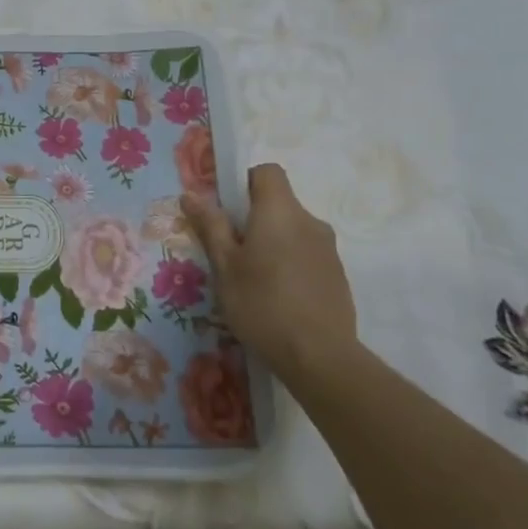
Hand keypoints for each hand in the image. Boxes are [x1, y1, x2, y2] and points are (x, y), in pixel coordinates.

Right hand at [182, 162, 355, 374]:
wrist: (320, 356)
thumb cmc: (262, 304)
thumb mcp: (225, 266)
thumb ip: (210, 226)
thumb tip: (191, 195)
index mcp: (279, 212)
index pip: (266, 172)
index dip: (243, 182)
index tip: (226, 210)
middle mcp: (309, 221)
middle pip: (278, 202)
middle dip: (252, 218)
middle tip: (229, 253)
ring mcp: (328, 248)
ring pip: (292, 230)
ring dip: (271, 242)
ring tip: (252, 280)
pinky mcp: (337, 274)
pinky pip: (306, 253)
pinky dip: (289, 263)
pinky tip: (276, 297)